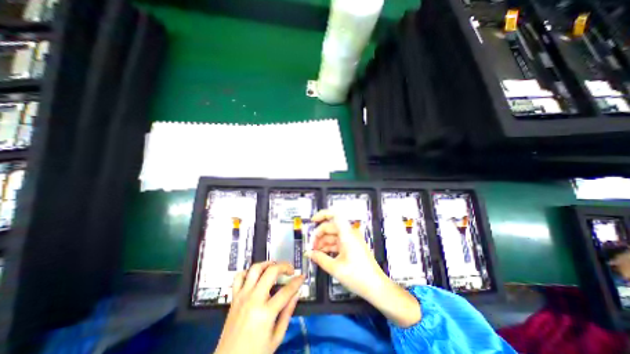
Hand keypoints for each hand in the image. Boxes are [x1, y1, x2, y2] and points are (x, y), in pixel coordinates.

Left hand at [215, 260, 306, 353]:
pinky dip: (248, 272)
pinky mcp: (234, 298)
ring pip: (255, 269)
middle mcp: (253, 299)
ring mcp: (242, 296)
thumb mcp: (276, 338)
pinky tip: (255, 276)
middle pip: (271, 271)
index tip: (302, 277)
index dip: (297, 281)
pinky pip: (239, 277)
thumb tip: (296, 294)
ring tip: (274, 267)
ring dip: (267, 264)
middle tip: (290, 270)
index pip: (286, 290)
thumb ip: (288, 313)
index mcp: (266, 313)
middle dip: (284, 266)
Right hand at [307, 209, 420, 326]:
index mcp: (347, 234)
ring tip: (315, 252)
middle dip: (319, 235)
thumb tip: (309, 253)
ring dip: (323, 242)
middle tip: (311, 246)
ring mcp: (351, 240)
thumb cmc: (359, 277)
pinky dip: (329, 246)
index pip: (335, 215)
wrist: (376, 287)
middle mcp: (350, 233)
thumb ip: (320, 258)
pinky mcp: (352, 246)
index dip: (323, 215)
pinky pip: (338, 242)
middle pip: (331, 227)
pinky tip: (322, 254)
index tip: (313, 220)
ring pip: (333, 235)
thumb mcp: (335, 268)